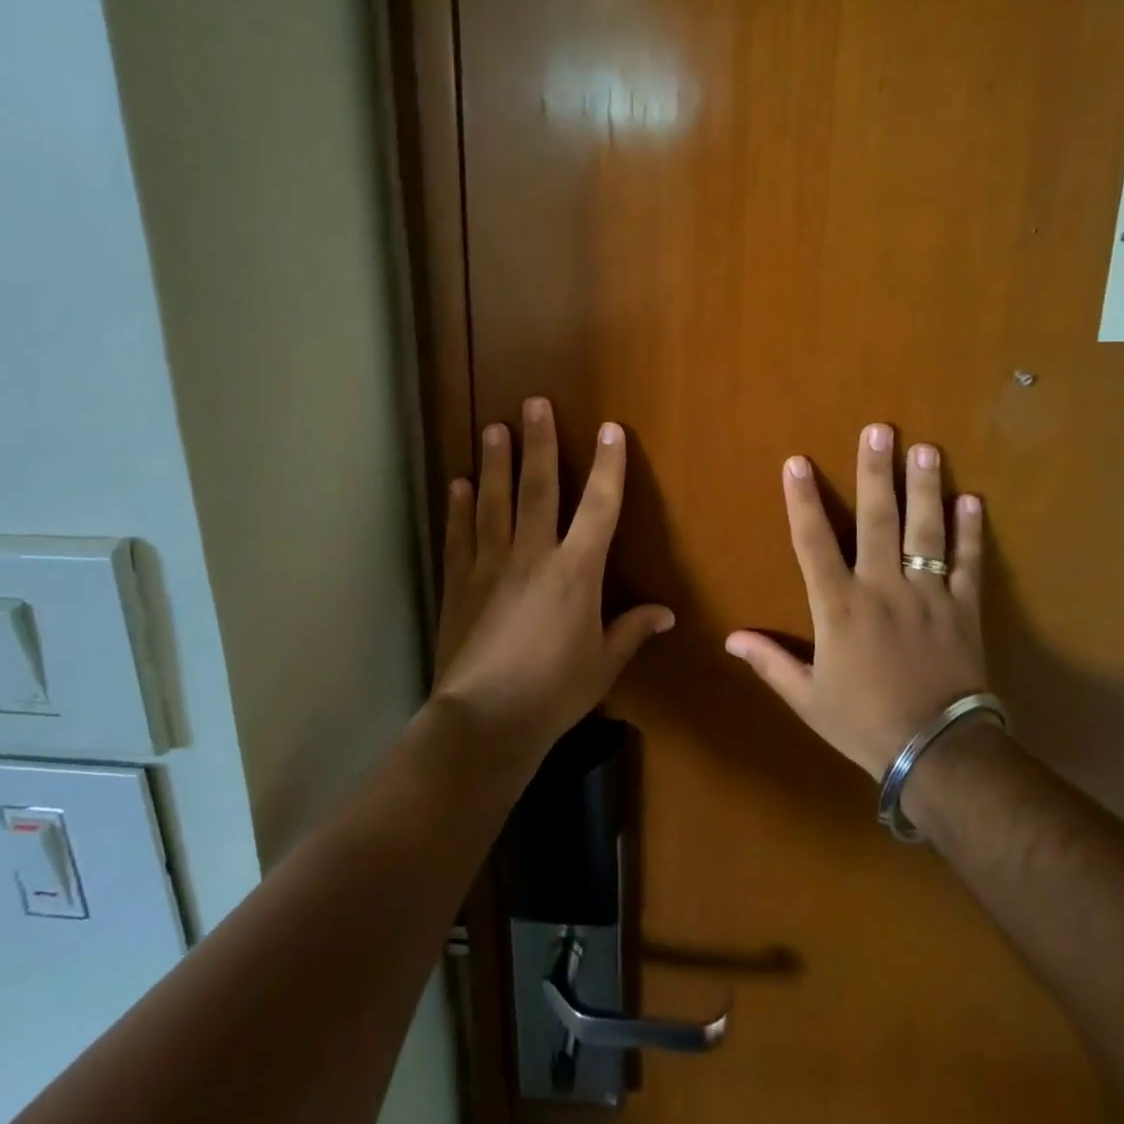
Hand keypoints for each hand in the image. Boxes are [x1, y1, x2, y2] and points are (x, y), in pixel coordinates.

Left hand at [432, 397, 674, 764]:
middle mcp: (533, 555)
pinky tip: (457, 484)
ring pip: (494, 502)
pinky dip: (459, 508)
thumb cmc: (554, 692)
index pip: (600, 507)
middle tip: (533, 403)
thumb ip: (632, 630)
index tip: (610, 430)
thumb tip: (666, 613)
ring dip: (495, 463)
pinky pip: (460, 536)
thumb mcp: (603, 664)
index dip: (609, 466)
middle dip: (539, 443)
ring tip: (493, 429)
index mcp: (576, 571)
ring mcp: (491, 565)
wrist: (485, 720)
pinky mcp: (459, 583)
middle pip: (539, 488)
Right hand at [727, 424, 986, 779]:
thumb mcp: (808, 698)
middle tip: (880, 430)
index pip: (813, 543)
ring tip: (926, 450)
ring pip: (926, 531)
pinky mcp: (964, 610)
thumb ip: (771, 662)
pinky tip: (972, 501)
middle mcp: (883, 588)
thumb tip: (731, 638)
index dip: (802, 500)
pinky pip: (968, 564)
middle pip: (877, 520)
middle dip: (875, 473)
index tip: (797, 462)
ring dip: (925, 488)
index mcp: (839, 607)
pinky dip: (970, 533)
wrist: (938, 753)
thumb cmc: (864, 722)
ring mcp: (928, 596)